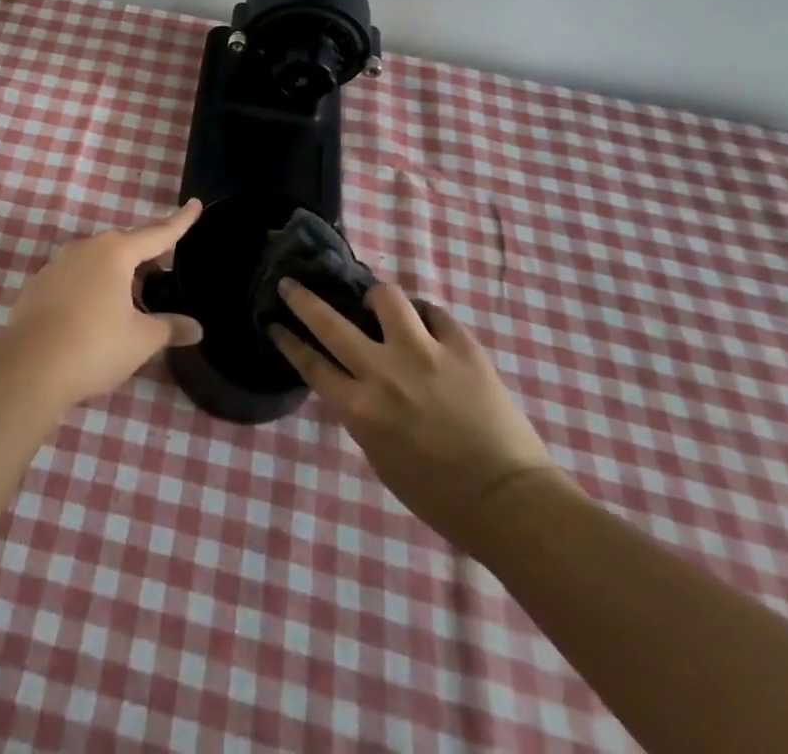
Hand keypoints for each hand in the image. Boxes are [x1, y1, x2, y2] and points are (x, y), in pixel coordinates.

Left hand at [0, 200, 204, 405]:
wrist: (28, 368)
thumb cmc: (94, 346)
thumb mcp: (140, 340)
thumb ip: (169, 328)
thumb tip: (196, 328)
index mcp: (115, 253)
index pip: (157, 233)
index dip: (179, 221)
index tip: (195, 204)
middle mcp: (85, 248)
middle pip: (123, 246)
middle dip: (144, 257)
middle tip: (162, 273)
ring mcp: (56, 265)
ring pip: (95, 262)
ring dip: (114, 275)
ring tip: (129, 301)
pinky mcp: (37, 286)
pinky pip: (73, 279)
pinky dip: (88, 289)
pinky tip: (92, 316)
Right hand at [270, 281, 557, 551]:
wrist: (511, 502)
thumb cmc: (440, 497)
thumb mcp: (381, 458)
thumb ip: (362, 414)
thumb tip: (355, 383)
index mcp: (360, 409)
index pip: (311, 364)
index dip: (289, 341)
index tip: (275, 324)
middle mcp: (383, 373)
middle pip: (330, 322)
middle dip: (302, 299)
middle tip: (290, 284)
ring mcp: (424, 354)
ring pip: (386, 297)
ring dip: (376, 299)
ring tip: (378, 307)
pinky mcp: (462, 347)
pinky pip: (434, 313)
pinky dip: (424, 317)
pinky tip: (425, 325)